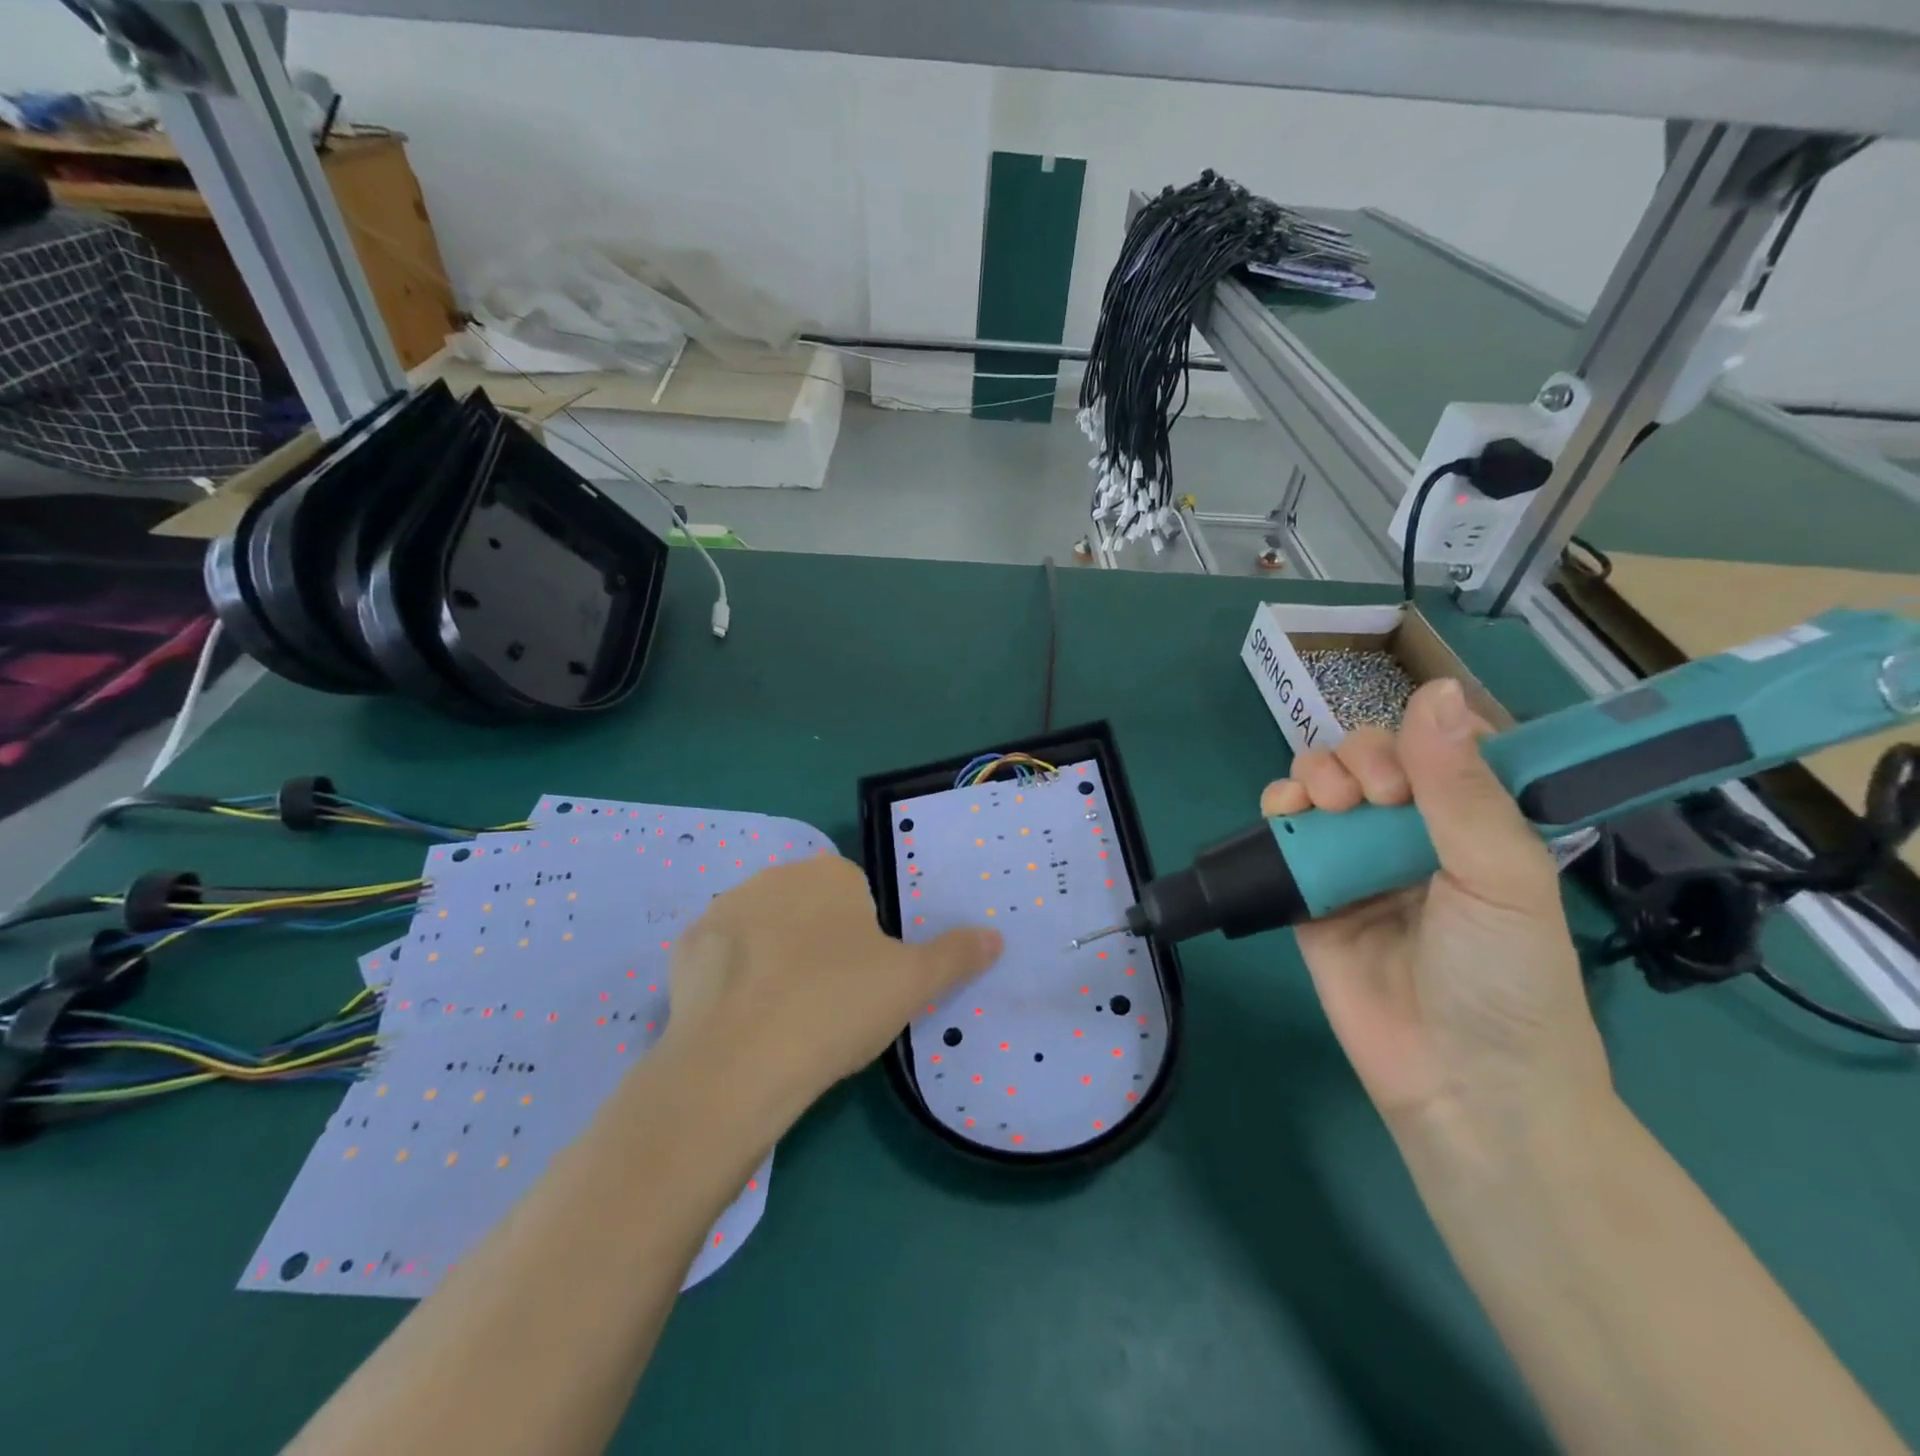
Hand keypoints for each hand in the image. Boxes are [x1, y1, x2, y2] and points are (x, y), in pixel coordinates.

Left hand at [661, 854, 1002, 1126]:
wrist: (738, 1063)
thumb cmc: (836, 1008)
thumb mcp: (912, 984)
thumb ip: (956, 955)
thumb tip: (995, 936)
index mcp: (830, 874)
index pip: (858, 898)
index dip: (864, 943)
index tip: (862, 984)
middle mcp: (775, 876)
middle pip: (809, 910)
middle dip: (819, 946)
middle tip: (827, 1004)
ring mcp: (723, 909)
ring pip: (764, 933)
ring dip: (775, 961)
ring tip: (783, 1019)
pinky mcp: (686, 948)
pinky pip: (721, 959)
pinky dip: (732, 982)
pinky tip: (741, 1021)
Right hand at [1262, 679, 1609, 1136]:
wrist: (1457, 1084)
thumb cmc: (1504, 980)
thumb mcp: (1501, 878)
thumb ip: (1461, 788)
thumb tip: (1436, 688)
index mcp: (1477, 823)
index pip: (1442, 746)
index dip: (1420, 735)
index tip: (1412, 763)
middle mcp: (1414, 832)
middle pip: (1372, 758)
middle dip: (1361, 758)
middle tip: (1368, 797)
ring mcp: (1357, 860)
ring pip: (1324, 784)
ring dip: (1316, 774)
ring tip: (1324, 805)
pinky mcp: (1310, 888)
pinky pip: (1285, 831)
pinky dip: (1277, 807)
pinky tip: (1284, 812)